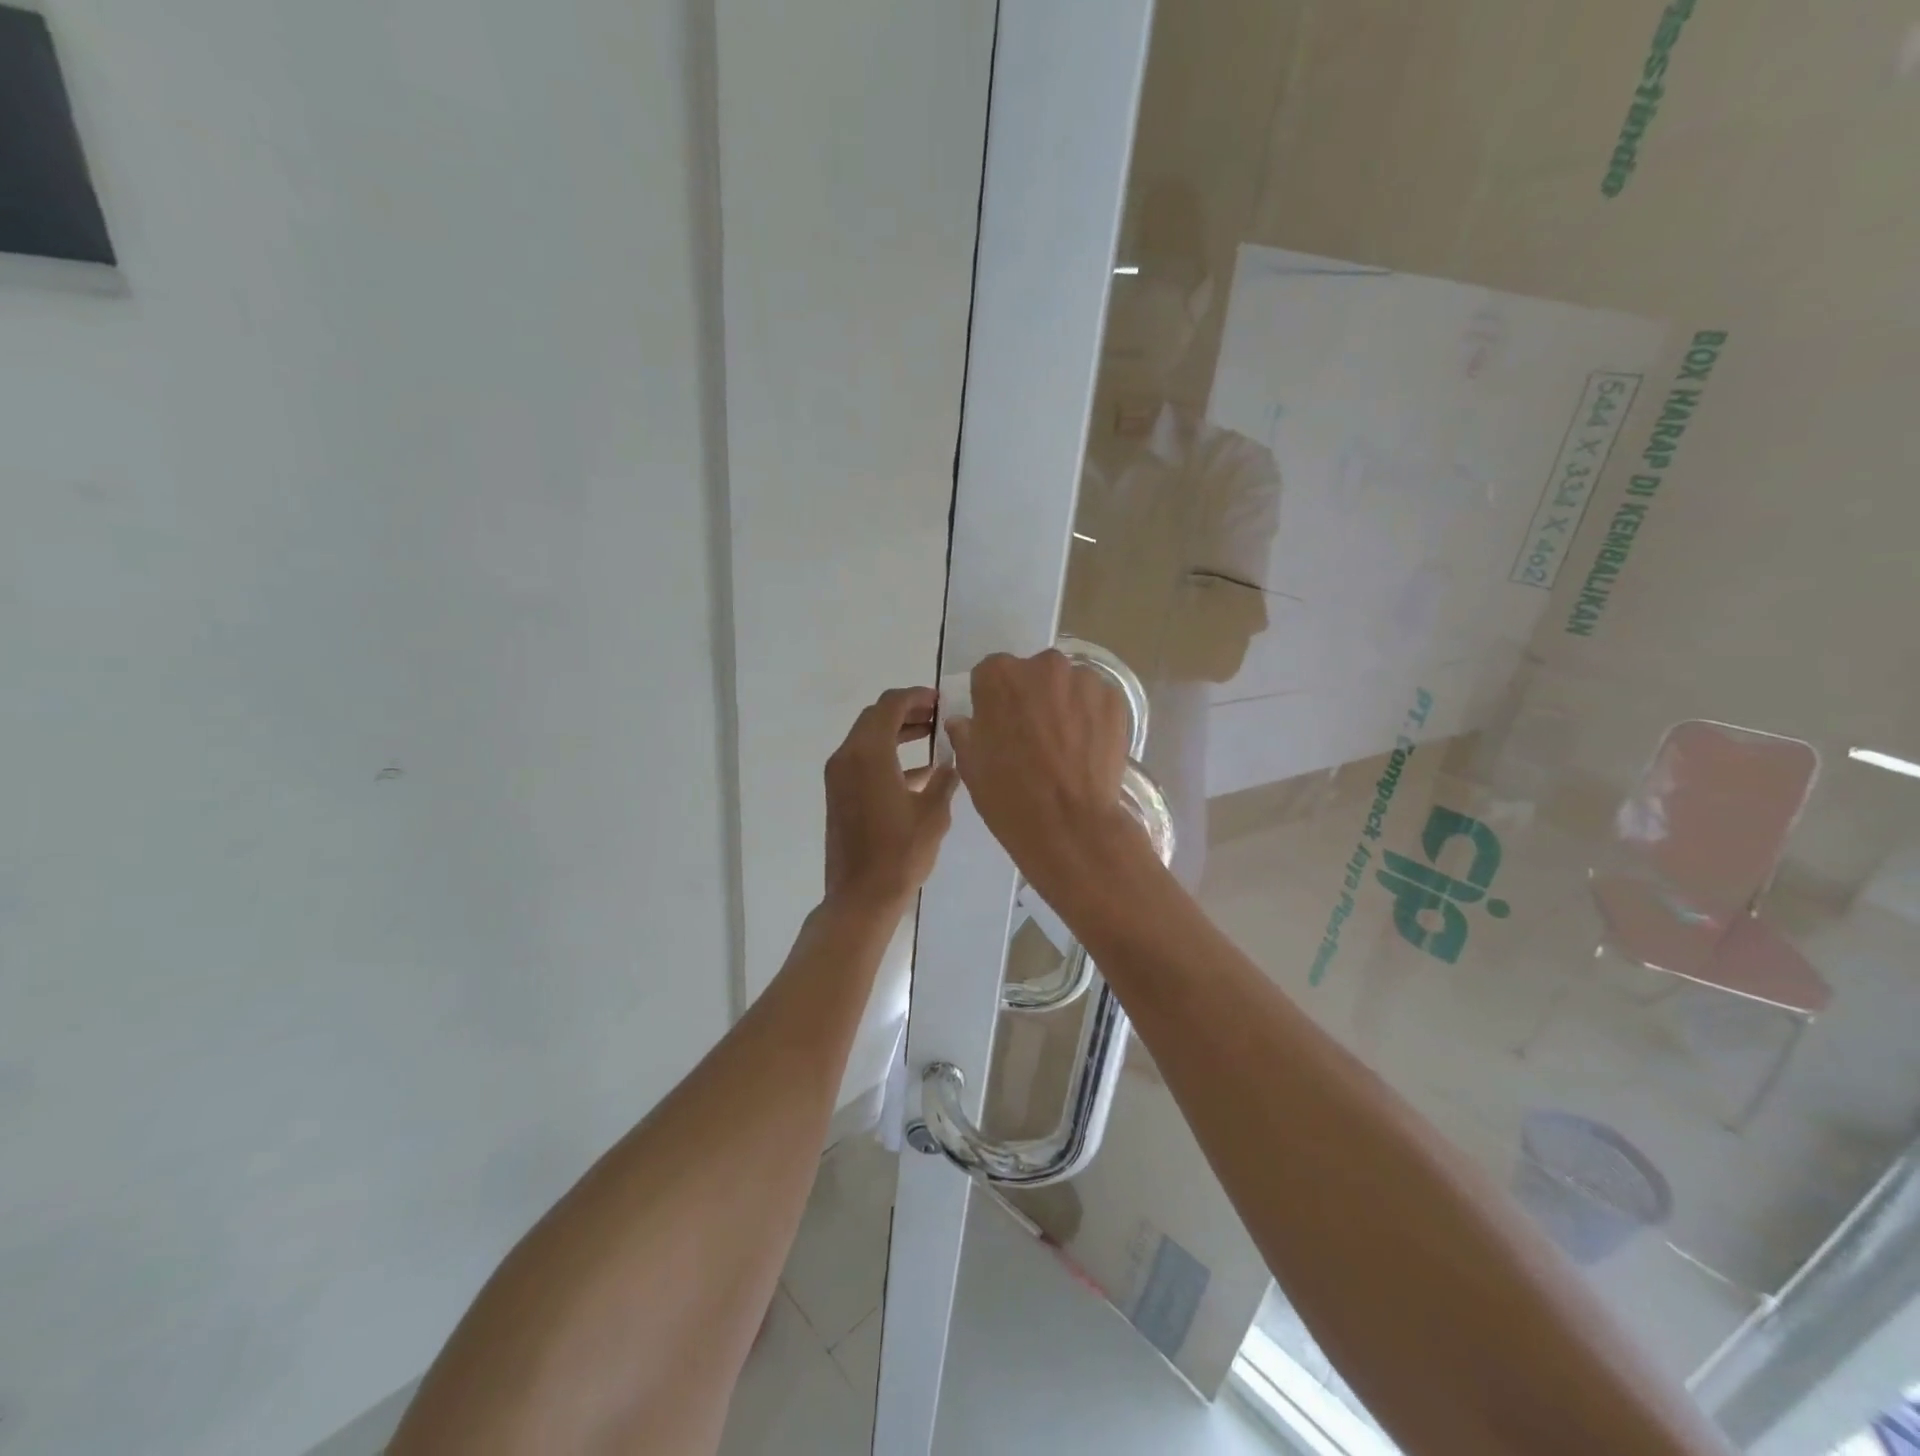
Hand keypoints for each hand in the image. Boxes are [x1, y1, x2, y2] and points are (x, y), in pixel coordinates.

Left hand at [824, 687, 958, 910]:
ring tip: (932, 737)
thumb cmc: (900, 853)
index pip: (890, 705)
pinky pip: (863, 761)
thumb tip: (953, 760)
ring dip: (897, 732)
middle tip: (938, 716)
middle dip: (907, 711)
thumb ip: (945, 778)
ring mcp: (839, 776)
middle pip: (875, 717)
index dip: (917, 697)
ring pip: (868, 738)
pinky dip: (888, 756)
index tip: (941, 700)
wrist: (861, 896)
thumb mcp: (933, 813)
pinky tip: (921, 772)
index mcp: (869, 753)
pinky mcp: (840, 794)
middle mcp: (847, 756)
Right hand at [945, 651, 1143, 905]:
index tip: (999, 725)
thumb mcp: (971, 765)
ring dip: (1065, 705)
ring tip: (1065, 745)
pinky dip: (1092, 718)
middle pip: (1034, 674)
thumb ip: (966, 732)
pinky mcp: (1115, 700)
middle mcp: (1043, 666)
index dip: (994, 700)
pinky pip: (1097, 701)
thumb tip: (965, 721)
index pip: (991, 674)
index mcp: (999, 676)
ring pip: (1069, 686)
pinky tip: (1087, 749)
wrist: (1069, 824)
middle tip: (1034, 736)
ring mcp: (1084, 680)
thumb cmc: (1009, 795)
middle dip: (1033, 697)